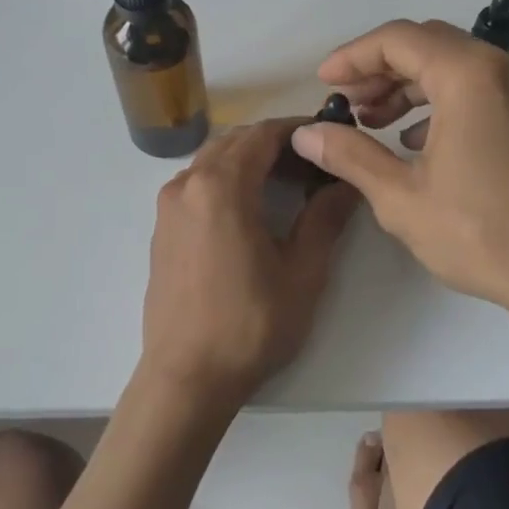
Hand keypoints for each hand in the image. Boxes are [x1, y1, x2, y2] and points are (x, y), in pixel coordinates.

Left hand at [141, 119, 359, 412]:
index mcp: (221, 187)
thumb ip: (325, 218)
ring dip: (249, 159)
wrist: (186, 378)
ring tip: (286, 183)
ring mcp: (168, 206)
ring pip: (213, 160)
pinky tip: (250, 208)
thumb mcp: (302, 273)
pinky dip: (226, 178)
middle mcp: (187, 184)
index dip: (299, 130)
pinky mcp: (162, 228)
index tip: (329, 137)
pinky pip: (197, 183)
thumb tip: (347, 182)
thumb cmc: (250, 326)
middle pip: (235, 141)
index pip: (263, 135)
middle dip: (275, 143)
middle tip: (314, 163)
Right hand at [289, 20, 508, 332]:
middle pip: (428, 44)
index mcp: (470, 75)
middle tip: (347, 103)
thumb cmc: (484, 234)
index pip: (398, 40)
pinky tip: (417, 141)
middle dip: (379, 69)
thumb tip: (305, 134)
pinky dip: (441, 100)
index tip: (324, 83)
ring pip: (454, 64)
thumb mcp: (402, 198)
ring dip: (409, 85)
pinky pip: (480, 86)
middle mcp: (504, 67)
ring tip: (373, 122)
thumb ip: (350, 155)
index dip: (353, 57)